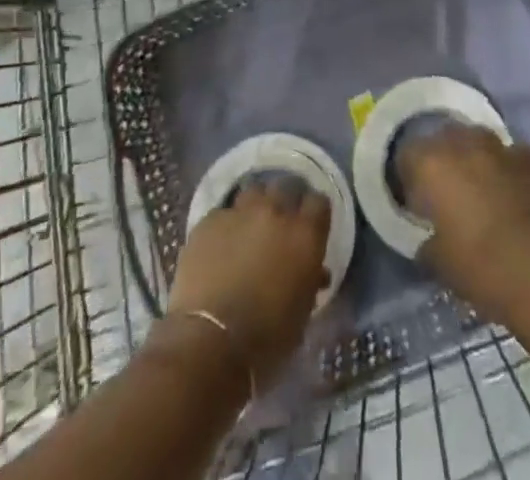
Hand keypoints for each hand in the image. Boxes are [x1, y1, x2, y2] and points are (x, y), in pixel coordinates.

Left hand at [166, 181, 330, 385]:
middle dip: (285, 202)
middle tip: (280, 226)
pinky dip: (226, 226)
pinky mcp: (209, 220)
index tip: (311, 227)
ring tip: (250, 229)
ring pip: (253, 192)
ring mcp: (240, 211)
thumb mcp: (302, 314)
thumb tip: (315, 272)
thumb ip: (310, 281)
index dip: (315, 214)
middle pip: (286, 187)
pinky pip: (223, 213)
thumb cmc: (266, 338)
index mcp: (305, 234)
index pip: (319, 203)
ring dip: (255, 207)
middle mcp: (275, 211)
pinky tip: (220, 247)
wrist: (210, 342)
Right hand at [396, 125, 529, 322]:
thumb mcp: (439, 263)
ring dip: (475, 158)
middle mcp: (463, 143)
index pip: (407, 155)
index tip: (416, 200)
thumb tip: (429, 239)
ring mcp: (501, 147)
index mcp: (432, 164)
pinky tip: (514, 195)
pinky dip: (508, 169)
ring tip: (481, 190)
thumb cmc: (481, 268)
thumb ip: (428, 242)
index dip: (409, 177)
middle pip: (444, 138)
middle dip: (443, 159)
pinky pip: (512, 156)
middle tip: (447, 192)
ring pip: (479, 140)